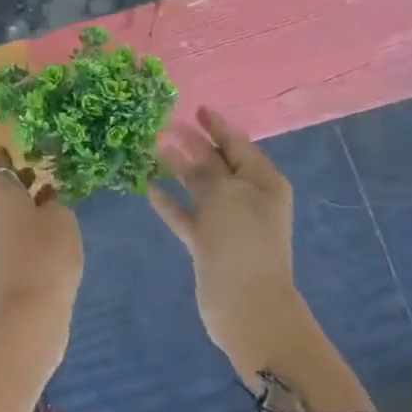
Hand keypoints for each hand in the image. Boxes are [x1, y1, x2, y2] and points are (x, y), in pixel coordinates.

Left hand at [0, 148, 83, 373]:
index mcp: (1, 194)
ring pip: (10, 214)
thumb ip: (55, 203)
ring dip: (27, 205)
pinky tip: (48, 232)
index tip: (7, 146)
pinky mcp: (2, 264)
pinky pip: (14, 235)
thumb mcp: (61, 219)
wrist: (27, 311)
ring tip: (51, 199)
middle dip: (21, 181)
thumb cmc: (45, 253)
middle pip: (4, 191)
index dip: (5, 156)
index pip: (0, 166)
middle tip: (40, 171)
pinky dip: (28, 227)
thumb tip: (46, 199)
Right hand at [147, 107, 317, 382]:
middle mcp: (248, 198)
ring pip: (199, 187)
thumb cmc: (241, 240)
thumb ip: (204, 171)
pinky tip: (149, 188)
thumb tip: (185, 155)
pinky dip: (169, 201)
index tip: (196, 108)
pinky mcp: (208, 243)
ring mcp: (227, 222)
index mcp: (262, 181)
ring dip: (178, 169)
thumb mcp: (225, 195)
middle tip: (163, 126)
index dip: (217, 126)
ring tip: (151, 150)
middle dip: (194, 144)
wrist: (245, 303)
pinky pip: (186, 214)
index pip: (238, 144)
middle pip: (217, 163)